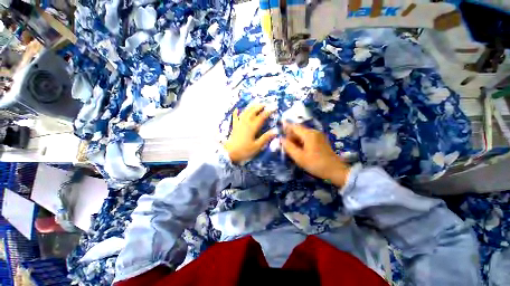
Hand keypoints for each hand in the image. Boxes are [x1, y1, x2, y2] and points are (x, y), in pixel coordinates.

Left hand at [224, 104, 276, 163]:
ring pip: (245, 112)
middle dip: (259, 106)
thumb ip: (265, 138)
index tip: (274, 108)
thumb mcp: (257, 146)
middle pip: (253, 111)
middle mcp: (245, 123)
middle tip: (265, 104)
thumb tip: (275, 131)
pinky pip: (235, 117)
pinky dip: (236, 112)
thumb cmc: (244, 150)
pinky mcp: (234, 126)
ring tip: (255, 104)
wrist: (229, 153)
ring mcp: (239, 123)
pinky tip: (237, 109)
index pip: (262, 117)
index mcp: (252, 127)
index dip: (268, 111)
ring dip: (251, 107)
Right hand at [281, 123, 349, 186]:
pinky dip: (301, 141)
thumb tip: (281, 139)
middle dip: (290, 136)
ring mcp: (318, 136)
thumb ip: (289, 147)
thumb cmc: (316, 164)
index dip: (285, 128)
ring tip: (290, 148)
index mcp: (309, 134)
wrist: (335, 171)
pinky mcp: (320, 140)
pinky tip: (298, 149)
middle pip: (298, 130)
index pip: (294, 127)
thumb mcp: (299, 157)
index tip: (278, 133)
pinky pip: (307, 138)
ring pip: (302, 134)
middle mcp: (314, 132)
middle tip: (284, 145)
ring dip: (295, 139)